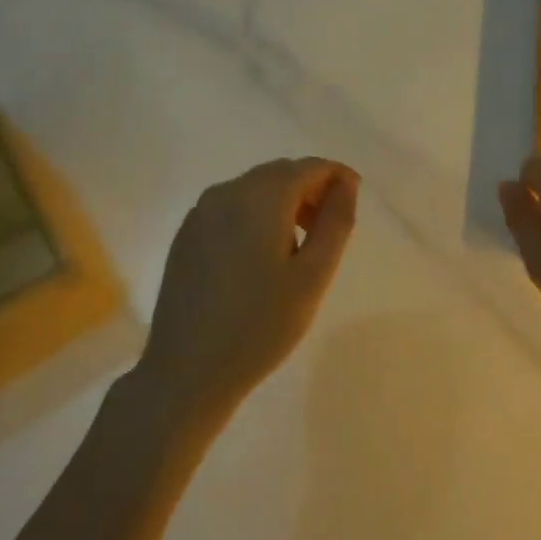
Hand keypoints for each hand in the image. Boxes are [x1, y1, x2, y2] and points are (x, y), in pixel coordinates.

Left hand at [138, 158, 359, 416]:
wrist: (186, 372)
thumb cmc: (260, 326)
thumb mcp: (313, 276)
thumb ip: (335, 222)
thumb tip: (346, 184)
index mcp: (260, 197)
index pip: (309, 167)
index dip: (337, 177)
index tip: (354, 202)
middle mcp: (226, 193)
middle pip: (280, 173)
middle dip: (311, 190)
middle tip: (328, 230)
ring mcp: (200, 213)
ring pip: (255, 189)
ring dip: (284, 203)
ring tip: (298, 247)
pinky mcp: (186, 235)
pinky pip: (231, 208)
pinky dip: (256, 216)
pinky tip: (260, 257)